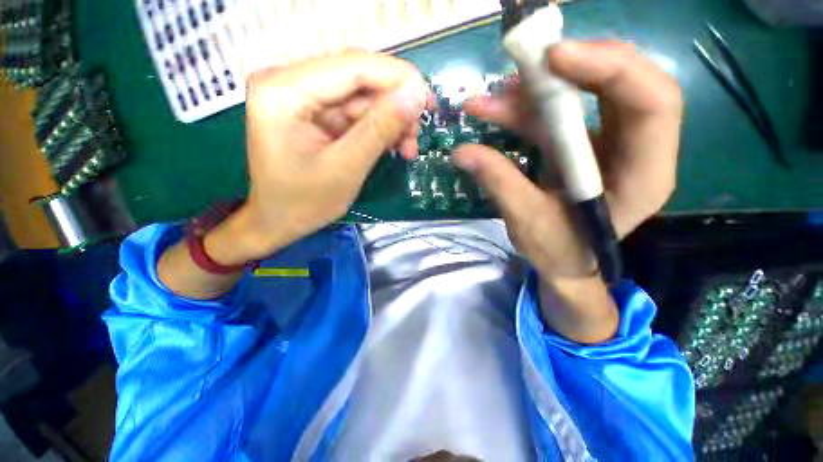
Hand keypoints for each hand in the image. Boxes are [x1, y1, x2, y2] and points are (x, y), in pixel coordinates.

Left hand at [158, 52, 429, 299]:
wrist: (279, 221)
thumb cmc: (303, 203)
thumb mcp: (346, 169)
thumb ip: (380, 130)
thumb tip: (416, 97)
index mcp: (284, 90)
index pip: (352, 67)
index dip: (397, 79)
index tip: (428, 100)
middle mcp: (290, 82)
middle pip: (358, 79)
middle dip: (395, 105)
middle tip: (419, 131)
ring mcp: (303, 97)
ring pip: (362, 97)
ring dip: (390, 121)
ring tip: (408, 148)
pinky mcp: (315, 113)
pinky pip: (356, 113)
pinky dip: (379, 129)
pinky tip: (395, 146)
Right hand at [454, 41, 681, 341]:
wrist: (565, 263)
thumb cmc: (558, 252)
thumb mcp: (528, 222)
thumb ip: (499, 182)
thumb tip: (461, 152)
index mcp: (644, 175)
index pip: (652, 102)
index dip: (610, 68)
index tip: (555, 58)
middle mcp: (638, 149)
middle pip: (624, 83)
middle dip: (573, 66)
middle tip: (525, 63)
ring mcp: (611, 143)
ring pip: (585, 95)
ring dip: (536, 92)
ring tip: (491, 99)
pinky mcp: (584, 144)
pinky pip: (559, 115)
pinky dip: (526, 110)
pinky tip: (496, 111)